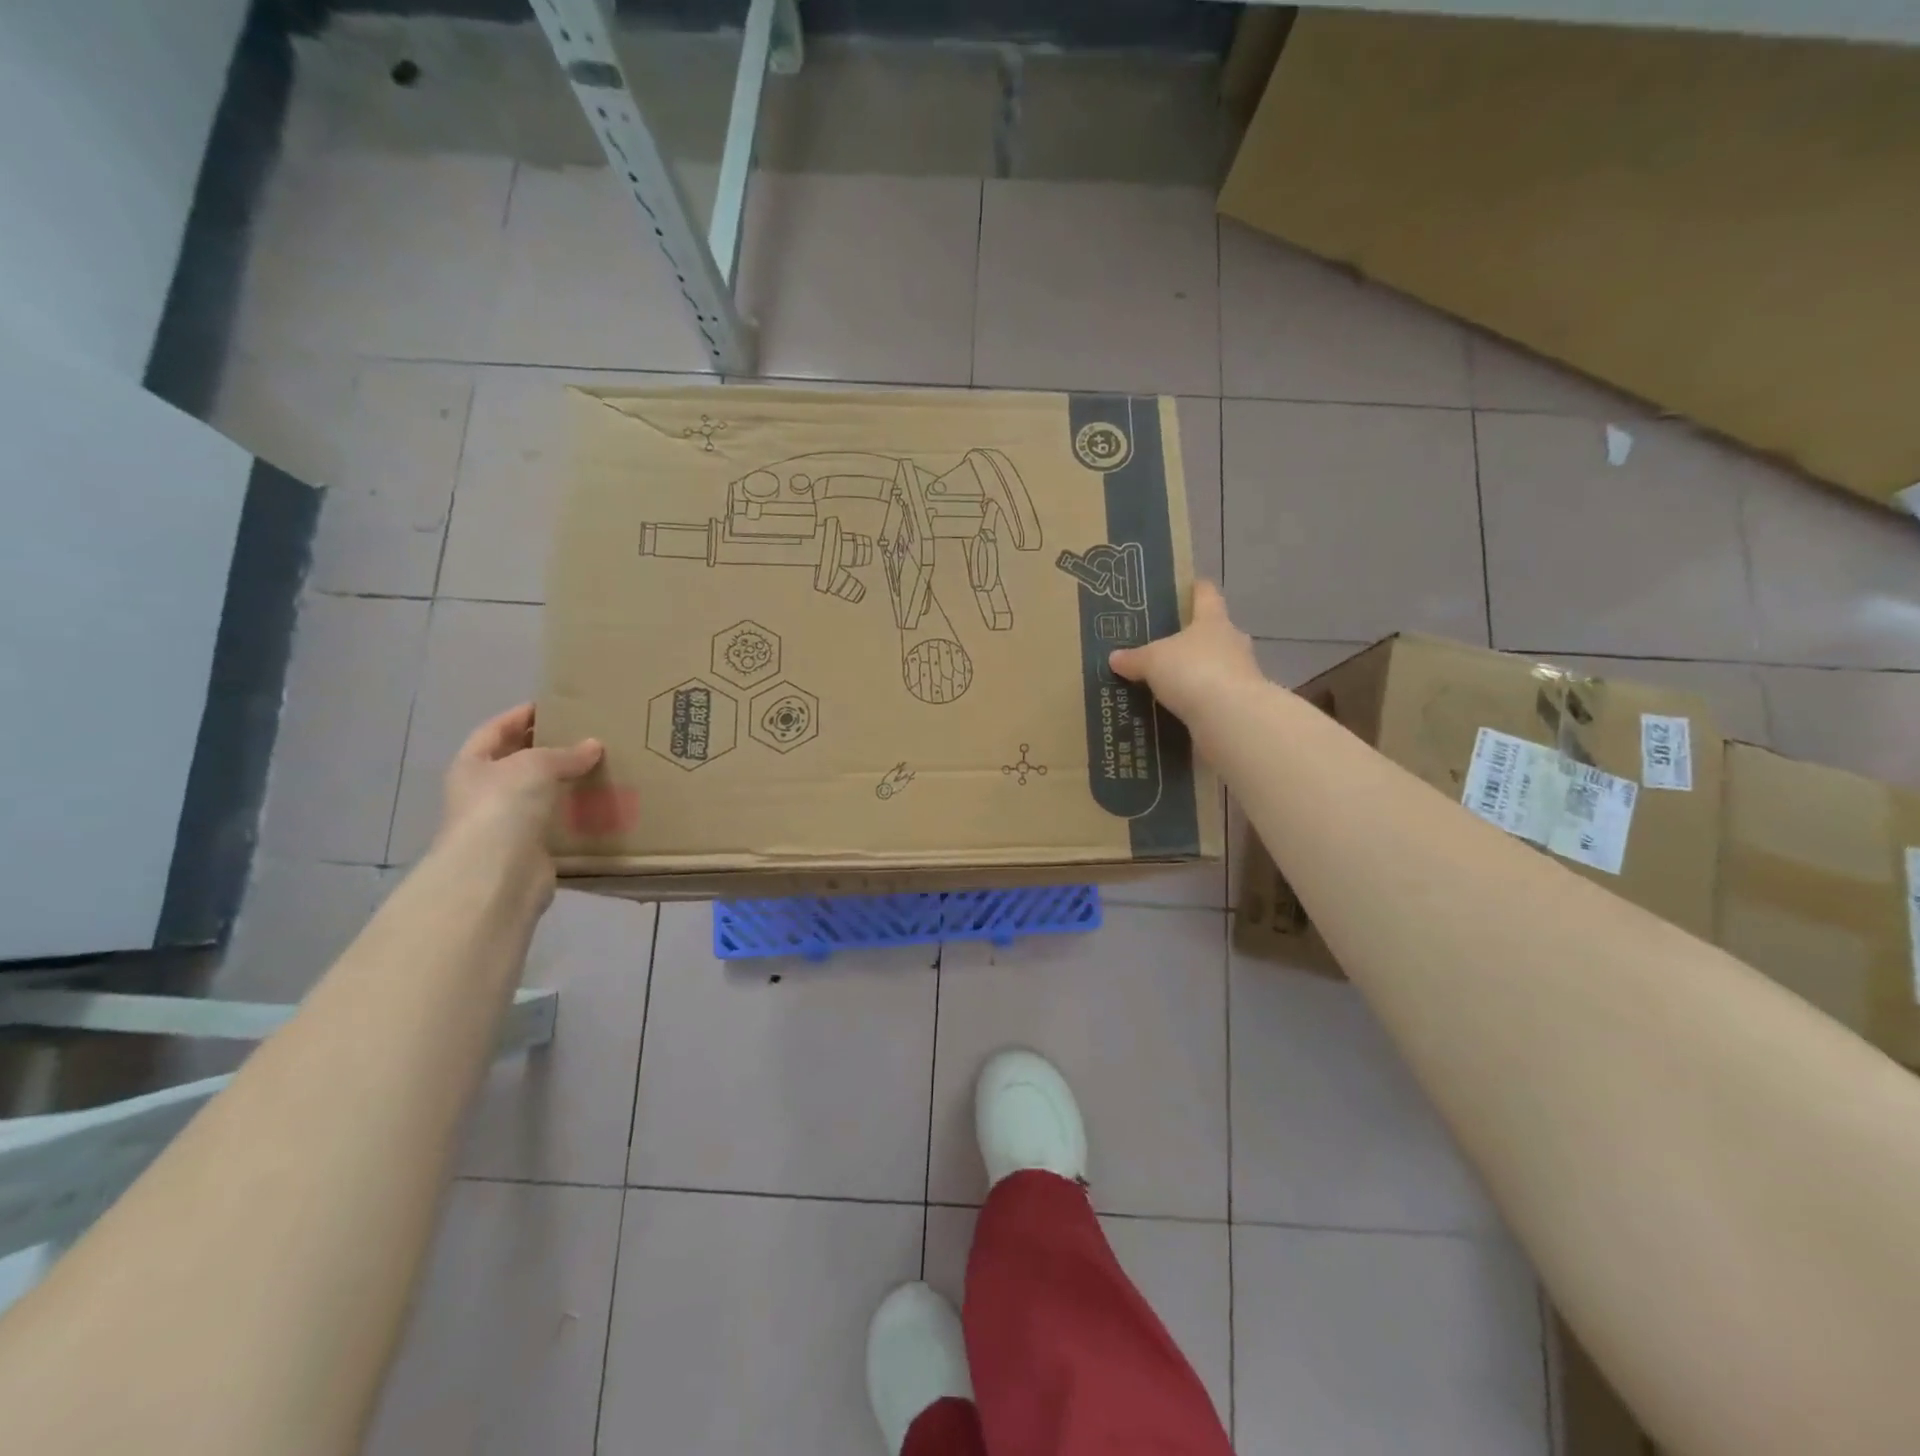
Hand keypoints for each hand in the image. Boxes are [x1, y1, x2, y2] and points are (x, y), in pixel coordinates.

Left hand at [439, 704, 603, 863]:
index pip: (496, 729)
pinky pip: (556, 820)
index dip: (522, 715)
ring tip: (600, 765)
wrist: (497, 873)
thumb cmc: (504, 806)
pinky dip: (575, 811)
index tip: (555, 706)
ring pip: (539, 792)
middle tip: (586, 735)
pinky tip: (599, 802)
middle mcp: (484, 791)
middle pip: (518, 761)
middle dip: (548, 748)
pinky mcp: (530, 846)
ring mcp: (506, 821)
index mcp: (472, 765)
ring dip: (565, 781)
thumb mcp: (535, 765)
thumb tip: (593, 746)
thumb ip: (565, 753)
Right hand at [1109, 581, 1263, 730]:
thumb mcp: (1152, 661)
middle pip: (1212, 632)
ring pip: (1215, 666)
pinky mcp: (1240, 705)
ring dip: (1196, 673)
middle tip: (1162, 646)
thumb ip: (1133, 659)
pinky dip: (1199, 701)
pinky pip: (1214, 697)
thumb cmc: (1193, 671)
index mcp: (1213, 620)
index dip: (1193, 589)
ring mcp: (1241, 674)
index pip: (1206, 594)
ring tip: (1166, 683)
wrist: (1231, 718)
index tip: (1179, 590)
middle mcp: (1232, 641)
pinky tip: (1177, 710)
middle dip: (1190, 638)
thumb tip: (1115, 657)